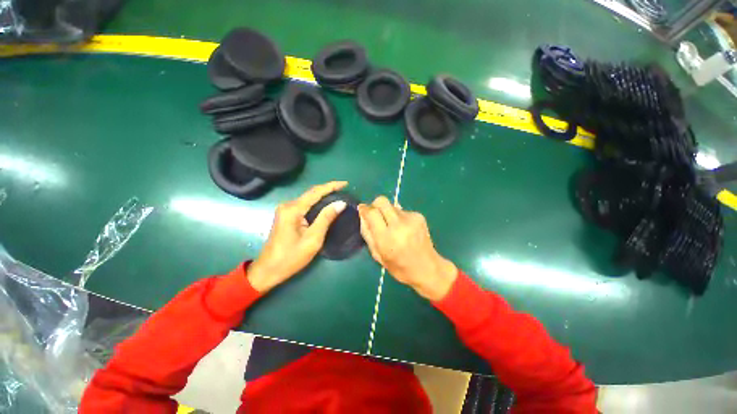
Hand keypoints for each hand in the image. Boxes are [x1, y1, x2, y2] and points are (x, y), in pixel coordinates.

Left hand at [248, 181, 347, 292]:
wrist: (268, 270)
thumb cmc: (291, 257)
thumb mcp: (313, 239)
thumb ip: (326, 218)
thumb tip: (340, 203)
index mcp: (293, 209)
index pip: (316, 192)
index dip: (331, 186)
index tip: (345, 183)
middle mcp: (288, 205)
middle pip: (311, 193)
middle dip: (328, 189)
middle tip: (344, 189)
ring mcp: (285, 210)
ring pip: (308, 199)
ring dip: (323, 196)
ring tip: (338, 195)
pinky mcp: (286, 216)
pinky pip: (304, 205)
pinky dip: (316, 203)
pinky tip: (325, 205)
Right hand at [358, 196, 456, 300]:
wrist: (427, 268)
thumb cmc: (398, 266)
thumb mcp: (377, 254)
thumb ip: (367, 233)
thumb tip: (362, 214)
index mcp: (386, 238)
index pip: (372, 213)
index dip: (364, 209)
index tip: (362, 210)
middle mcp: (399, 225)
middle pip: (382, 201)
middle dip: (375, 205)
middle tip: (375, 215)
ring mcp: (411, 219)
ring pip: (392, 205)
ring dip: (388, 212)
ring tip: (393, 227)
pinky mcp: (419, 216)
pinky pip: (402, 211)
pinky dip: (399, 217)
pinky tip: (404, 229)